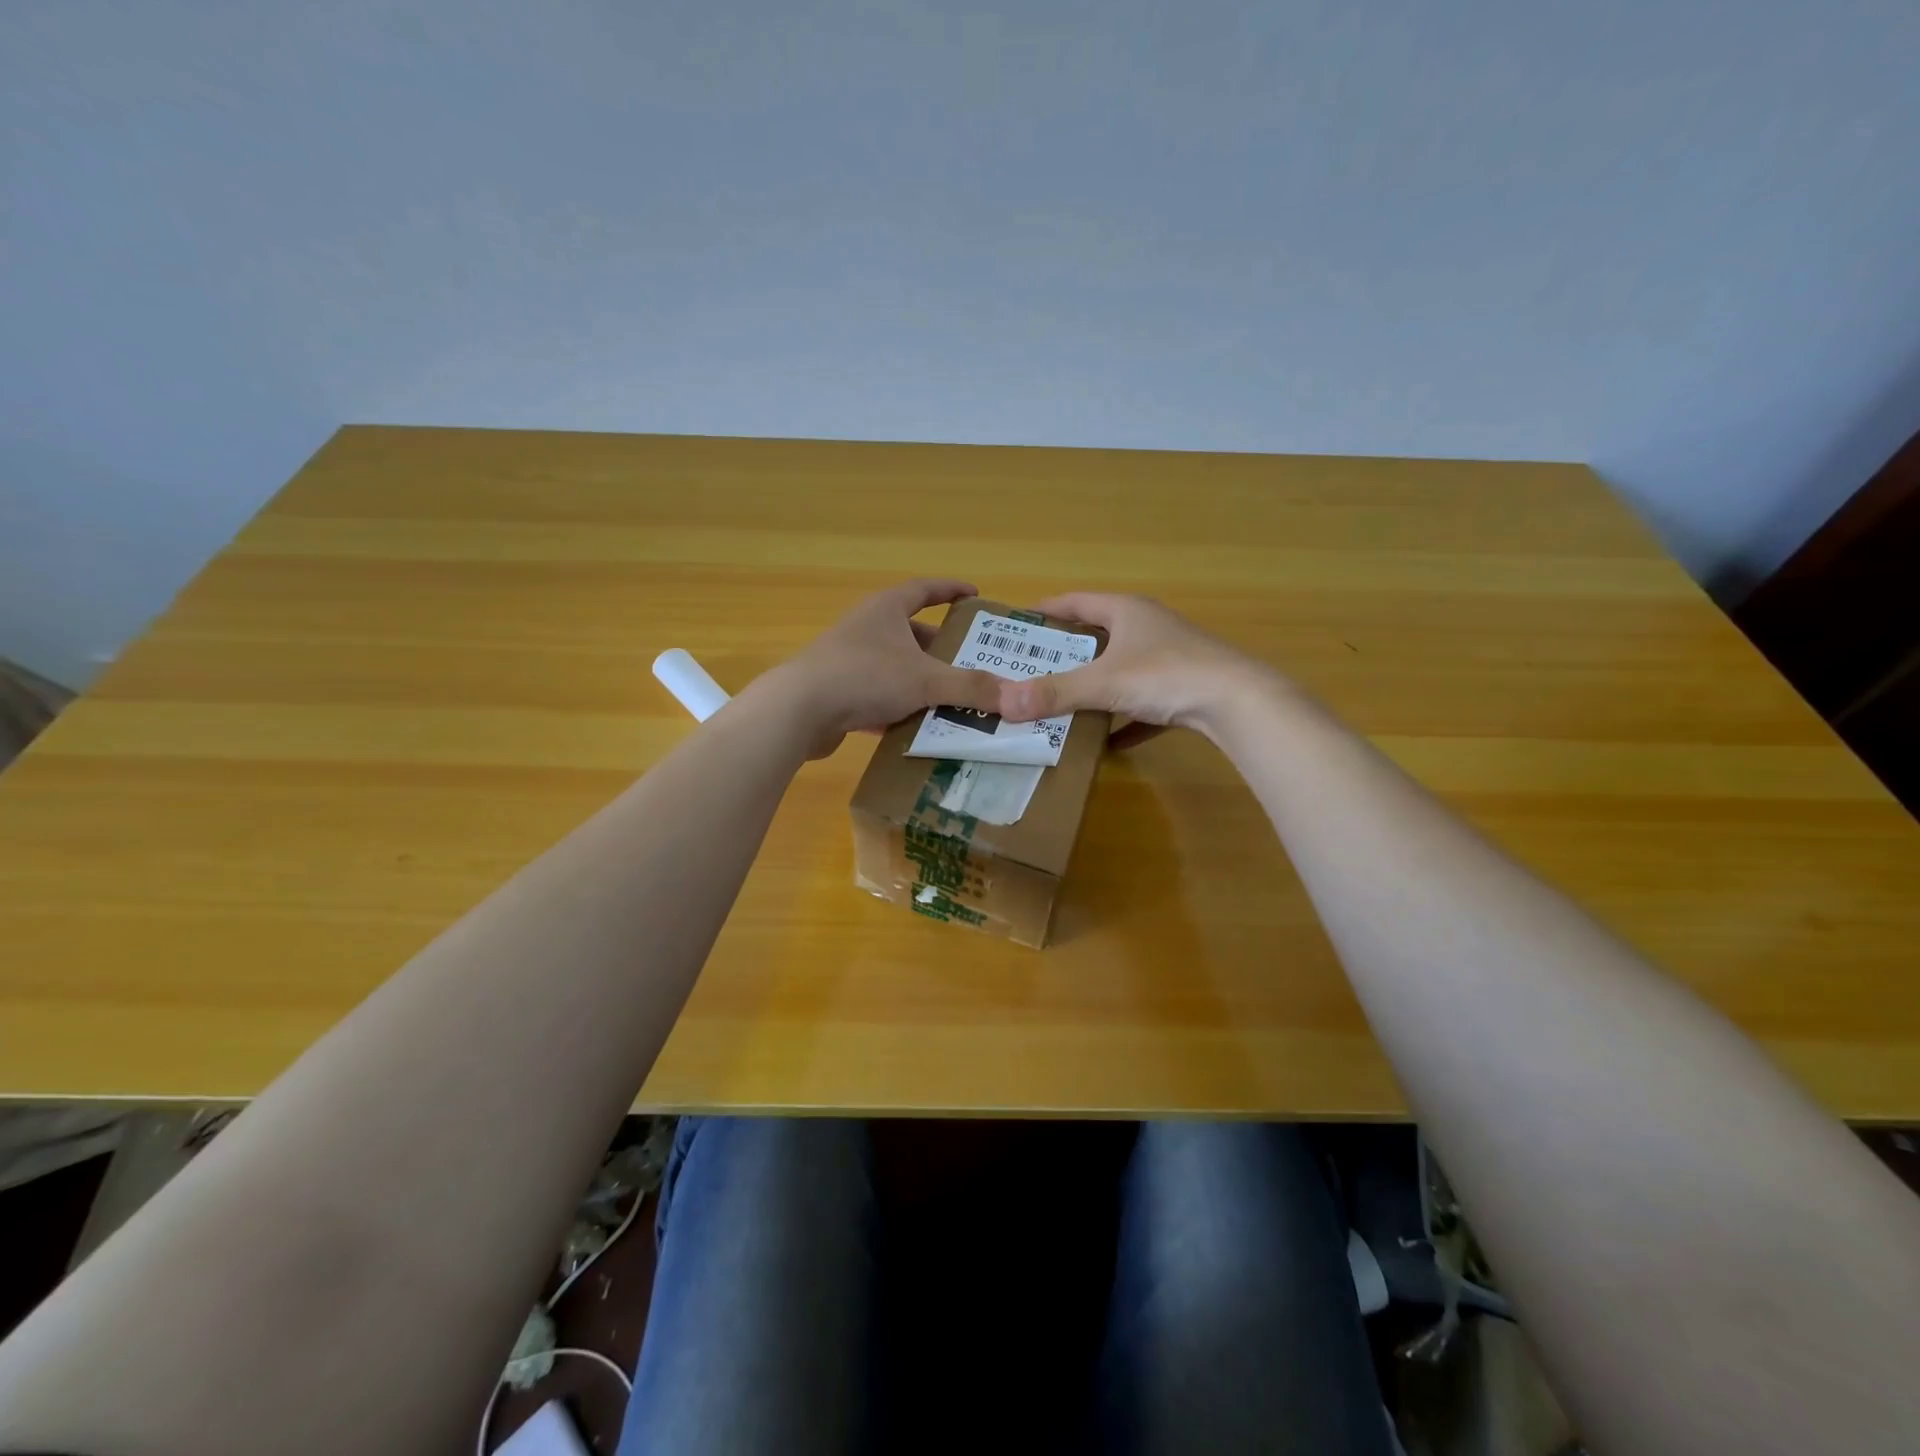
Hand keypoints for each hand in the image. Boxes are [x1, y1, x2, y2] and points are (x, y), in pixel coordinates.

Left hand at [750, 579, 1001, 757]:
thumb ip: (971, 687)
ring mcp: (850, 662)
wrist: (799, 711)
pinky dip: (902, 711)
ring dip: (924, 683)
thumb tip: (1016, 696)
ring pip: (898, 670)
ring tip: (958, 699)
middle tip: (976, 663)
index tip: (974, 595)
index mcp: (886, 610)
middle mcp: (867, 630)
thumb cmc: (865, 677)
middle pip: (913, 634)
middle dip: (944, 649)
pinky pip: (880, 699)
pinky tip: (923, 728)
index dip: (950, 590)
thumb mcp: (926, 680)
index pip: (924, 590)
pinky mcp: (839, 695)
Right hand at [996, 593, 1272, 744]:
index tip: (1017, 624)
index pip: (1076, 602)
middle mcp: (1147, 628)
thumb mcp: (1104, 683)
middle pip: (1097, 636)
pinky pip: (1143, 705)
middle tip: (1029, 670)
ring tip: (1059, 705)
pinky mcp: (1183, 690)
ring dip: (1094, 688)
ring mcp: (1168, 659)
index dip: (1045, 611)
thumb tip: (1003, 703)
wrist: (1238, 702)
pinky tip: (1107, 745)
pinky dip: (1124, 721)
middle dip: (1065, 654)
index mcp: (1126, 611)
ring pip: (1120, 671)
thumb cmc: (1166, 675)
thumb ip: (1055, 693)